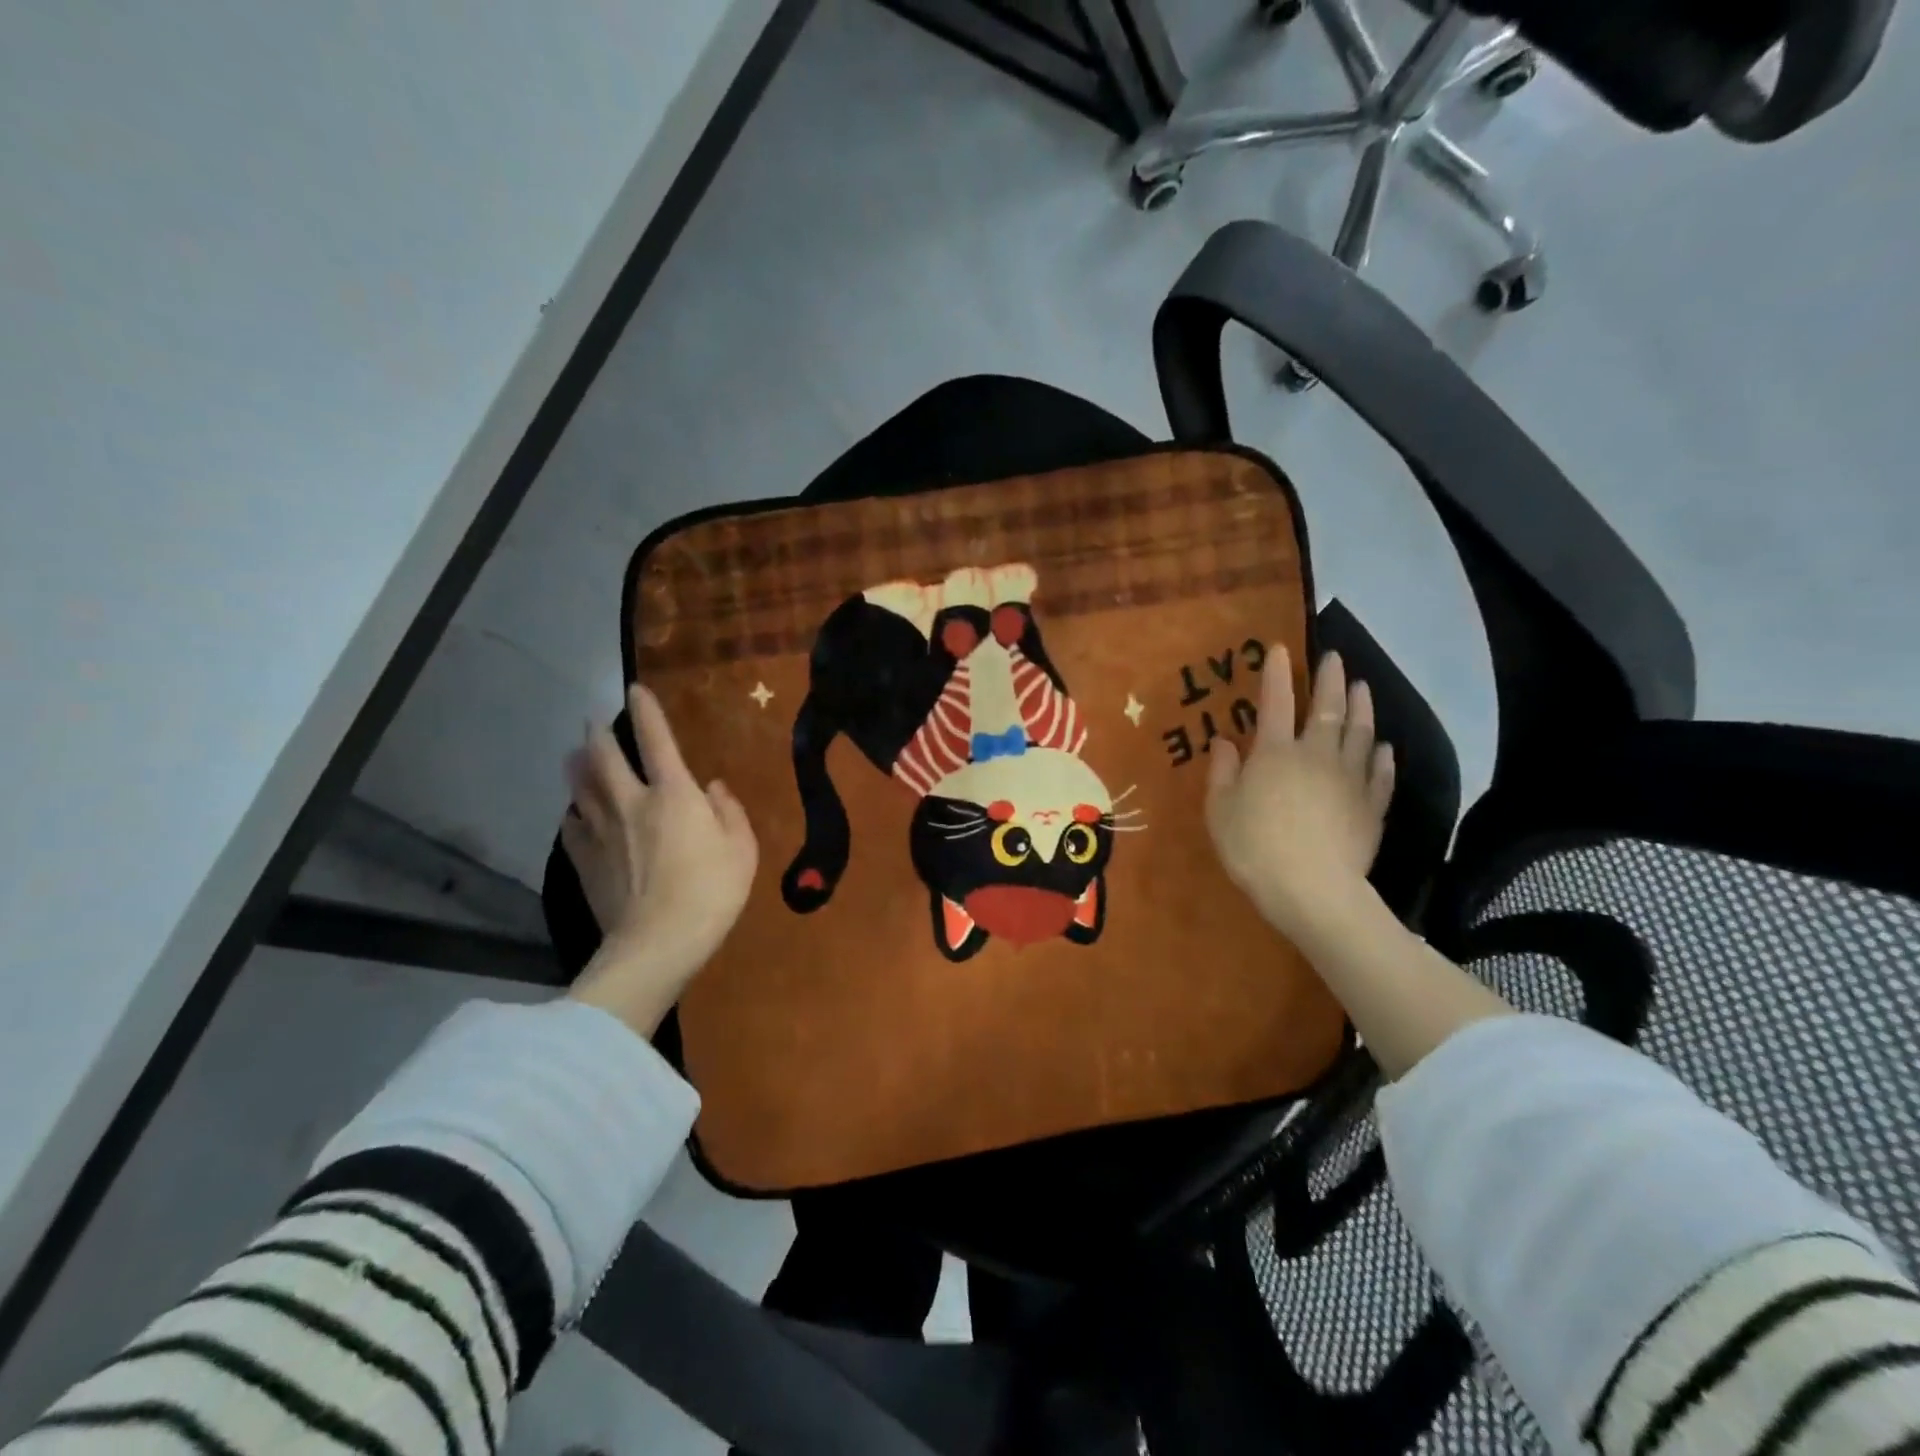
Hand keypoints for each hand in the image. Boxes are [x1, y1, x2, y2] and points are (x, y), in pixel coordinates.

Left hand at [562, 683, 757, 1031]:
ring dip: (577, 767)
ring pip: (581, 788)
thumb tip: (713, 788)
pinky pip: (572, 827)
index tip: (634, 689)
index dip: (645, 711)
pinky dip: (573, 813)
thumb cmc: (712, 891)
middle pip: (604, 757)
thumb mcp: (742, 849)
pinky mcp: (585, 862)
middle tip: (592, 720)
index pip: (656, 739)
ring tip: (574, 756)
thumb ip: (730, 811)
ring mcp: (602, 832)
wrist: (658, 943)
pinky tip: (574, 813)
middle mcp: (631, 802)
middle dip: (597, 733)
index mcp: (673, 793)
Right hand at [1205, 647, 1394, 942]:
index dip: (1276, 674)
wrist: (1313, 889)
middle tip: (1334, 657)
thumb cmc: (1255, 847)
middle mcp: (1315, 755)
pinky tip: (1384, 746)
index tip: (1279, 648)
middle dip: (1329, 679)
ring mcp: (1350, 779)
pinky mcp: (1372, 805)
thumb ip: (1222, 772)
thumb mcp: (1220, 810)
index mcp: (1274, 753)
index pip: (1275, 702)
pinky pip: (1380, 773)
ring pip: (1361, 733)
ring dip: (1362, 707)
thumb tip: (1224, 741)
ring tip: (1362, 687)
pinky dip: (1382, 756)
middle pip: (1327, 709)